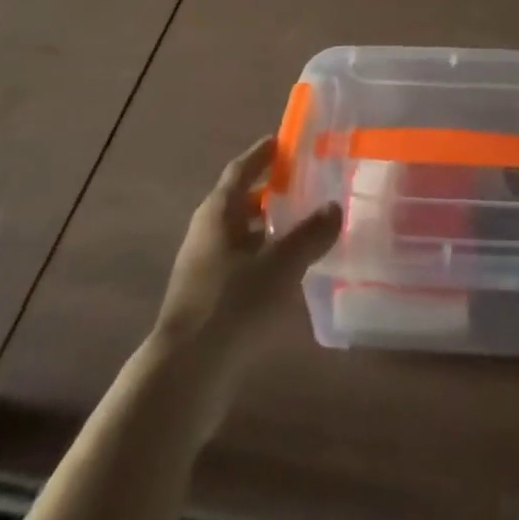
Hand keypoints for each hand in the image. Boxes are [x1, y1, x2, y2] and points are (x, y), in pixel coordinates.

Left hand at [156, 135, 341, 368]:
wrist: (184, 377)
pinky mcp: (207, 302)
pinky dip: (262, 259)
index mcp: (217, 213)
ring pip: (240, 236)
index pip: (240, 170)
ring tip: (302, 226)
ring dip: (267, 228)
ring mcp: (203, 269)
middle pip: (238, 201)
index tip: (283, 141)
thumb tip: (334, 207)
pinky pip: (240, 265)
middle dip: (268, 191)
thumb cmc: (231, 305)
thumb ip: (309, 235)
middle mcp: (206, 234)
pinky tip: (287, 273)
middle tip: (303, 182)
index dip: (261, 155)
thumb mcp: (279, 265)